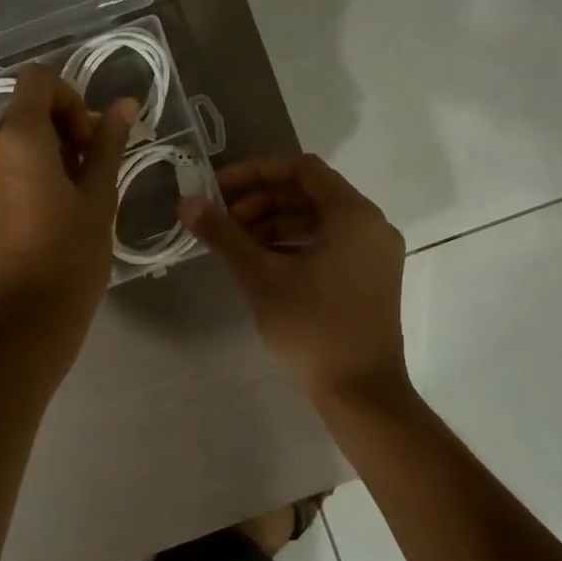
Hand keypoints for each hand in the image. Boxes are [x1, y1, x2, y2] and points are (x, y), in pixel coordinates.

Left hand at [0, 64, 133, 373]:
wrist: (24, 321)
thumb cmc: (71, 256)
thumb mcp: (99, 196)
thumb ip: (109, 143)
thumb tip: (125, 104)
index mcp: (18, 138)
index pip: (37, 79)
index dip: (69, 97)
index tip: (88, 139)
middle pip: (22, 110)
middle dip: (59, 127)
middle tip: (86, 170)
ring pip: (8, 141)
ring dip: (39, 152)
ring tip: (65, 196)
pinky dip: (18, 174)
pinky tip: (39, 214)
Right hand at [182, 154, 410, 401]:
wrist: (361, 393)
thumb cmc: (312, 327)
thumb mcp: (261, 277)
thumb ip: (224, 234)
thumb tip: (187, 202)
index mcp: (353, 214)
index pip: (301, 168)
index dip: (255, 172)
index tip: (218, 189)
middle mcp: (371, 225)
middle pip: (309, 193)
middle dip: (261, 201)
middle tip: (223, 221)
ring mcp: (374, 254)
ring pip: (317, 220)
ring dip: (274, 223)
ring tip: (236, 244)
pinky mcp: (370, 278)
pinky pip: (328, 243)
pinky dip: (293, 244)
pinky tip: (262, 264)